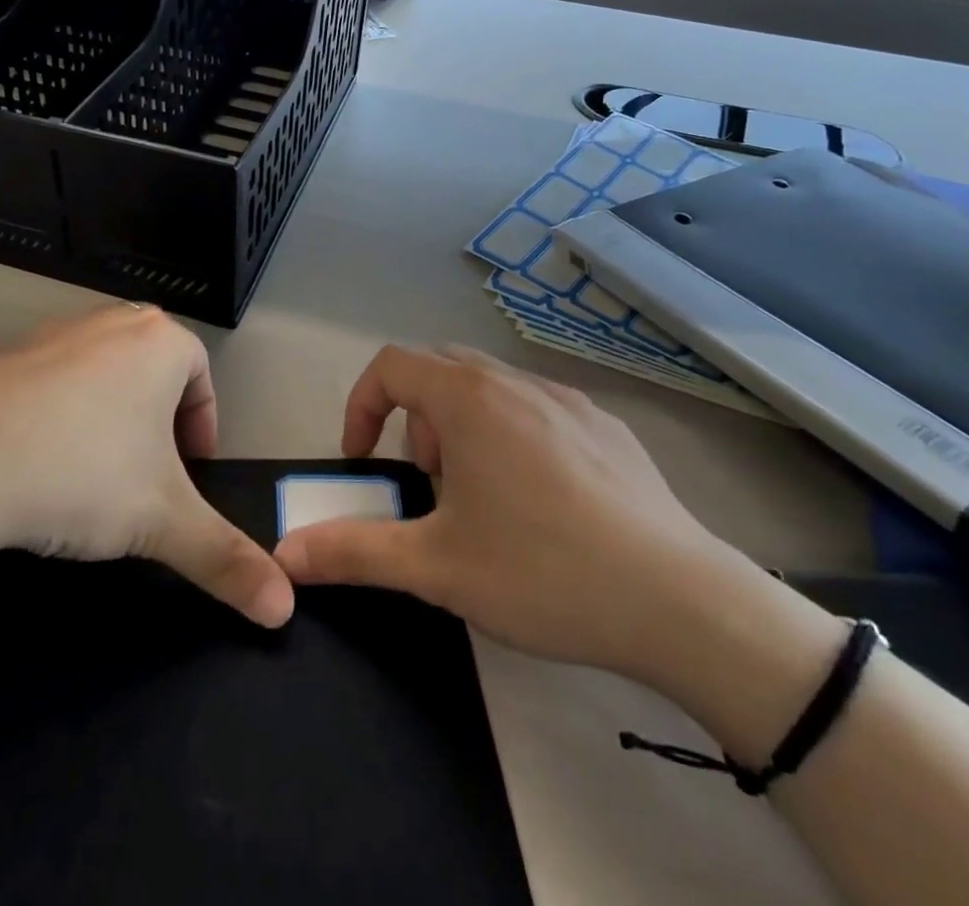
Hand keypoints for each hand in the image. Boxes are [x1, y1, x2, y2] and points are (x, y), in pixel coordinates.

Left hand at [0, 305, 294, 627]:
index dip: (203, 426)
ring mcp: (47, 333)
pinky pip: (43, 381)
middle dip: (159, 418)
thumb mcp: (162, 523)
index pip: (201, 375)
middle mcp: (107, 322)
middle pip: (152, 367)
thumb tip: (284, 609)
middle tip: (147, 473)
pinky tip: (31, 462)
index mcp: (157, 342)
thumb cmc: (80, 475)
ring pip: (97, 371)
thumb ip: (226, 559)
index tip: (190, 472)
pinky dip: (51, 414)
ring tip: (89, 472)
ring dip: (106, 414)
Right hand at [272, 345, 769, 684]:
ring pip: (491, 390)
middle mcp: (516, 382)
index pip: (391, 365)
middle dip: (415, 419)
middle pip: (440, 370)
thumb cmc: (543, 572)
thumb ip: (354, 552)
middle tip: (427, 484)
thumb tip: (287, 554)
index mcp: (469, 399)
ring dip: (463, 428)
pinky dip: (512, 437)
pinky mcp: (607, 427)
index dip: (361, 405)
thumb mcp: (436, 567)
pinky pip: (538, 410)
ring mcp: (568, 400)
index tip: (363, 459)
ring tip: (481, 499)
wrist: (681, 603)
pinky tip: (542, 505)